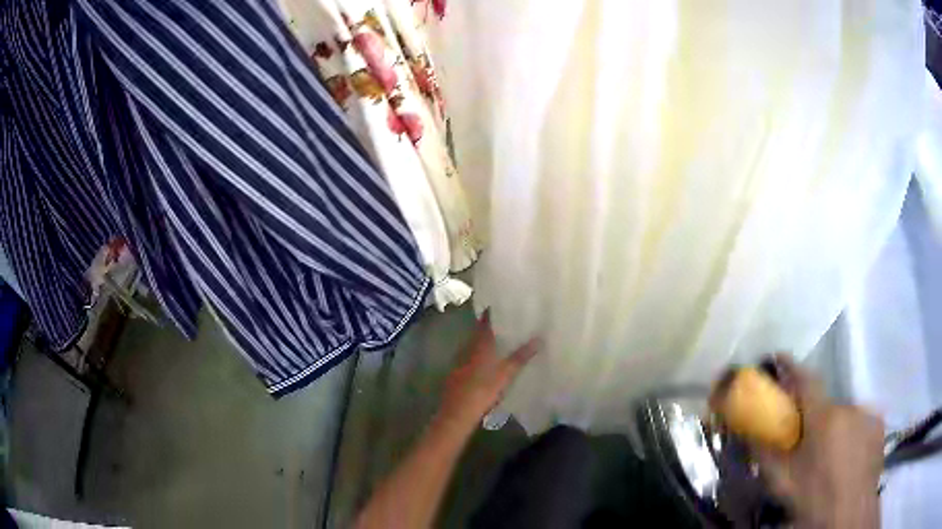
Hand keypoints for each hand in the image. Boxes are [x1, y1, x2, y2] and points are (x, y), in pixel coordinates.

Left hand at [434, 310, 539, 435]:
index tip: (499, 306)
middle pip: (477, 334)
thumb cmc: (483, 391)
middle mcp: (467, 349)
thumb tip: (539, 338)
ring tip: (497, 342)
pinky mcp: (456, 375)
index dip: (490, 313)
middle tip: (503, 323)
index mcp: (479, 345)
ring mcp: (459, 362)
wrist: (457, 413)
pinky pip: (467, 359)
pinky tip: (484, 364)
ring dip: (482, 343)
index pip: (484, 322)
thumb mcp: (506, 374)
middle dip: (488, 328)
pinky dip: (476, 357)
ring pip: (471, 347)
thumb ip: (521, 356)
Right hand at [753, 355, 883, 528]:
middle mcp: (848, 406)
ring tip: (832, 458)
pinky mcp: (879, 425)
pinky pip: (862, 422)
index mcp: (824, 417)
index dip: (792, 367)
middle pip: (827, 405)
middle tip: (809, 446)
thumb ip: (765, 455)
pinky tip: (849, 457)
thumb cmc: (814, 496)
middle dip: (816, 420)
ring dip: (836, 429)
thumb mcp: (782, 482)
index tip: (780, 357)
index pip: (806, 381)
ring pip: (846, 415)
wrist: (848, 512)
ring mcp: (868, 414)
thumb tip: (748, 435)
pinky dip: (853, 434)